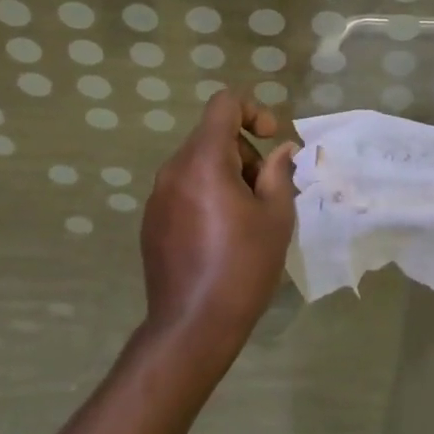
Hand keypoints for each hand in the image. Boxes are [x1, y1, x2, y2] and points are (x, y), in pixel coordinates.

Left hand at [139, 91, 297, 373]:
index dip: (253, 110)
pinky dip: (207, 193)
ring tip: (247, 216)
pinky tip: (222, 233)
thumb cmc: (242, 266)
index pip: (223, 104)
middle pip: (212, 135)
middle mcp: (174, 170)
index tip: (270, 140)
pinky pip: (184, 187)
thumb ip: (280, 172)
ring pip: (199, 162)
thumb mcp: (276, 216)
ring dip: (228, 173)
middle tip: (266, 190)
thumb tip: (281, 150)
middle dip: (245, 151)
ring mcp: (158, 196)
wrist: (192, 328)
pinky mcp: (152, 221)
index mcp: (204, 161)